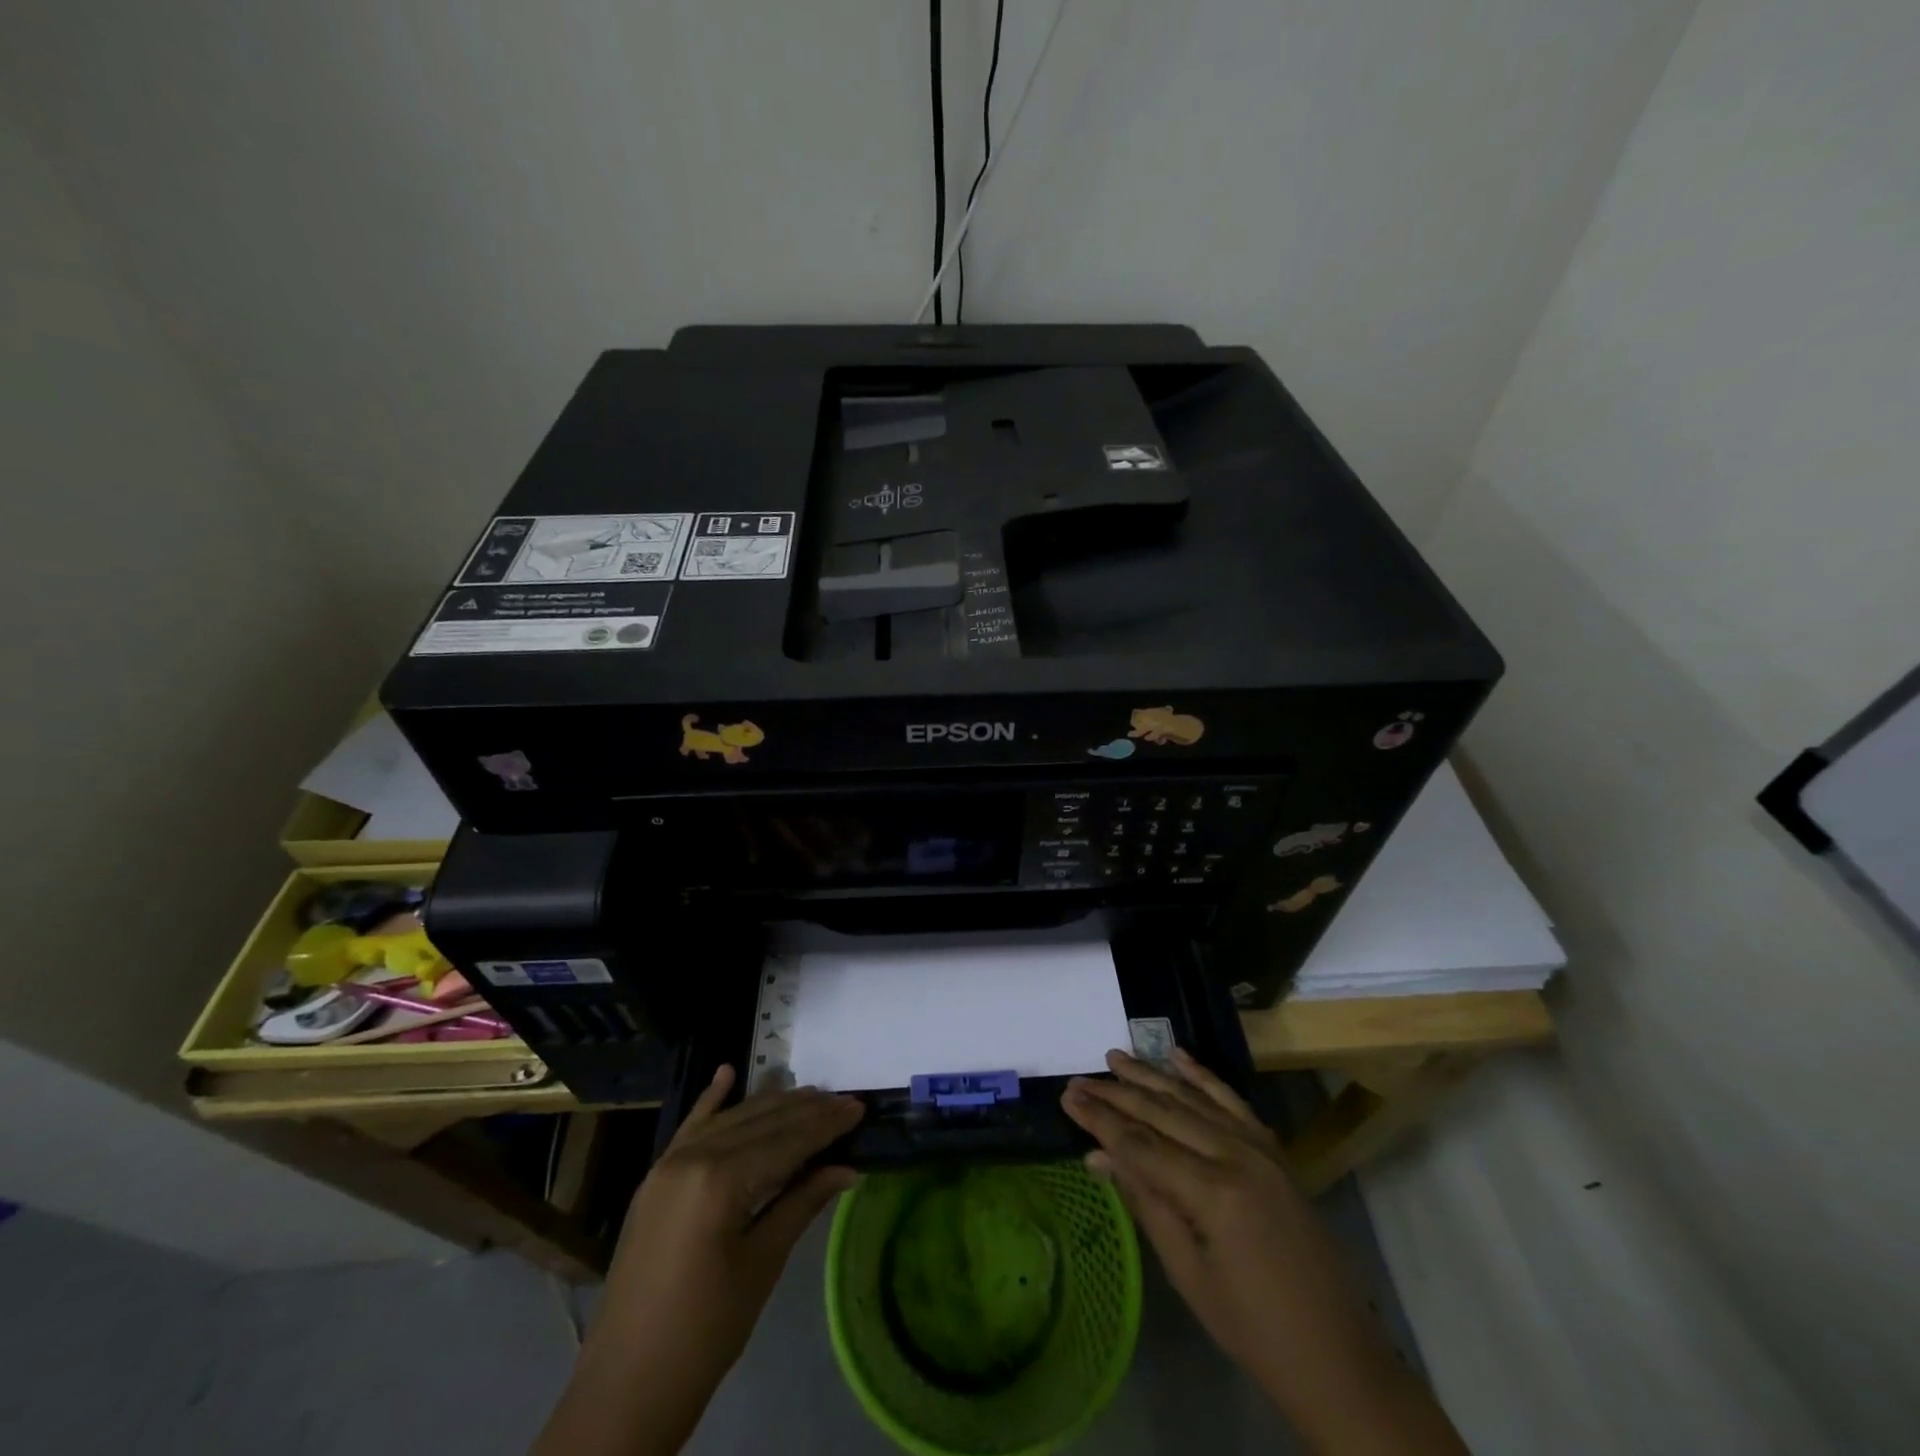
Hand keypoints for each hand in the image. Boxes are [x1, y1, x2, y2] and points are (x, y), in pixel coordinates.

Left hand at [535, 1066, 863, 1455]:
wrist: (626, 1386)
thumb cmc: (705, 1332)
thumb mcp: (761, 1264)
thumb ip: (802, 1203)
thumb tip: (847, 1167)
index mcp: (720, 1181)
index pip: (786, 1141)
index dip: (826, 1125)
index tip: (859, 1108)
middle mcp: (692, 1157)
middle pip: (761, 1123)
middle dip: (806, 1111)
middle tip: (845, 1101)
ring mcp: (668, 1165)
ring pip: (731, 1120)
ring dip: (771, 1105)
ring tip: (810, 1093)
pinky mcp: (655, 1179)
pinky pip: (689, 1127)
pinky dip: (711, 1100)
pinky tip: (727, 1072)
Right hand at [1063, 1049, 1463, 1453]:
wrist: (1338, 1358)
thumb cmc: (1253, 1329)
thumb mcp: (1188, 1273)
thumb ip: (1145, 1202)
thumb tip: (1097, 1157)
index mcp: (1215, 1192)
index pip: (1142, 1143)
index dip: (1101, 1119)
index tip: (1067, 1096)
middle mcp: (1237, 1156)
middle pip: (1164, 1113)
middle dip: (1117, 1094)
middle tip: (1079, 1079)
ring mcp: (1260, 1148)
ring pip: (1194, 1099)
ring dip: (1152, 1076)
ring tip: (1116, 1057)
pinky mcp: (1274, 1151)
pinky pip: (1232, 1102)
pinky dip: (1203, 1076)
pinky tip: (1177, 1056)